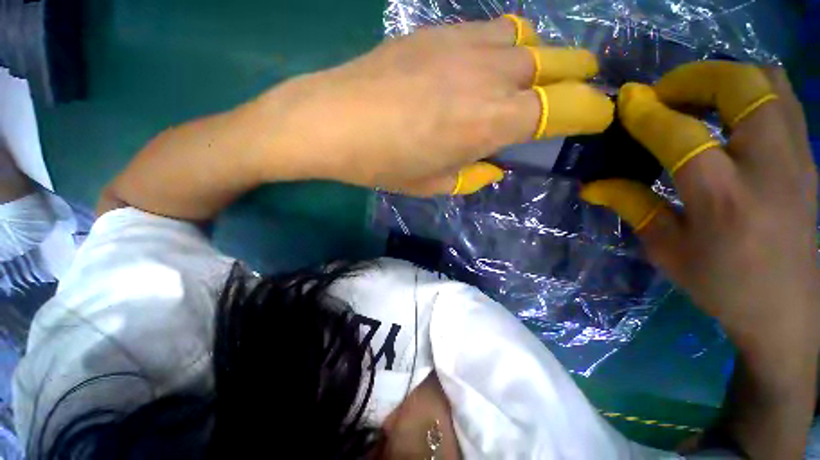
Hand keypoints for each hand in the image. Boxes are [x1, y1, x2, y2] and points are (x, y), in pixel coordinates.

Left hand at [239, 16, 613, 194]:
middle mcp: (489, 76)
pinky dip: (507, 46)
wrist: (330, 122)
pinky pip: (491, 31)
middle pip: (557, 63)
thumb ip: (472, 174)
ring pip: (527, 40)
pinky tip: (494, 62)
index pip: (564, 107)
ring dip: (543, 59)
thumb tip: (494, 165)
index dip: (590, 111)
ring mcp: (462, 45)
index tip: (598, 117)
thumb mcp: (433, 184)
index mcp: (490, 123)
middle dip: (578, 76)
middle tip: (582, 88)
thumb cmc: (382, 163)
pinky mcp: (436, 32)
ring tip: (538, 77)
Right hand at [581, 63, 817, 457]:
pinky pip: (783, 107)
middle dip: (698, 78)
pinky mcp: (812, 163)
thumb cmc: (728, 296)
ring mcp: (801, 160)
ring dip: (727, 79)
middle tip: (663, 87)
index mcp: (723, 198)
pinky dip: (753, 97)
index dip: (643, 112)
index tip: (619, 101)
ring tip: (694, 90)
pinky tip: (729, 111)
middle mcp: (767, 166)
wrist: (798, 321)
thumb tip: (600, 185)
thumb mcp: (670, 255)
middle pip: (743, 89)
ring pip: (770, 87)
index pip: (677, 134)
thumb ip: (636, 211)